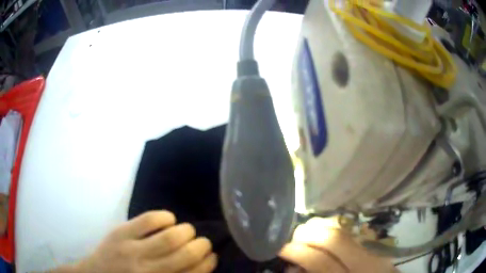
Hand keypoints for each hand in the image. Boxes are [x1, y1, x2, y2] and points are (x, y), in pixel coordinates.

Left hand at [57, 211, 216, 272]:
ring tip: (188, 231)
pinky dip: (164, 217)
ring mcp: (133, 250)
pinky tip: (169, 220)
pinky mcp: (121, 233)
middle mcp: (149, 270)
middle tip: (203, 242)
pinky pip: (148, 220)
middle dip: (201, 245)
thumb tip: (199, 266)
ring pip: (170, 236)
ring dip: (186, 231)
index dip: (208, 263)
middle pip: (185, 254)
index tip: (212, 257)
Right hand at [279, 218, 396, 272]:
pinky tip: (328, 235)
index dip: (298, 252)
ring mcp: (374, 252)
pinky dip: (337, 231)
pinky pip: (354, 234)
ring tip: (308, 231)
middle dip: (310, 233)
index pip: (320, 262)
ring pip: (347, 232)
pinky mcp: (378, 248)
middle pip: (335, 239)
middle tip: (294, 235)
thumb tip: (294, 267)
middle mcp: (363, 264)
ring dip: (323, 228)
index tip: (282, 248)